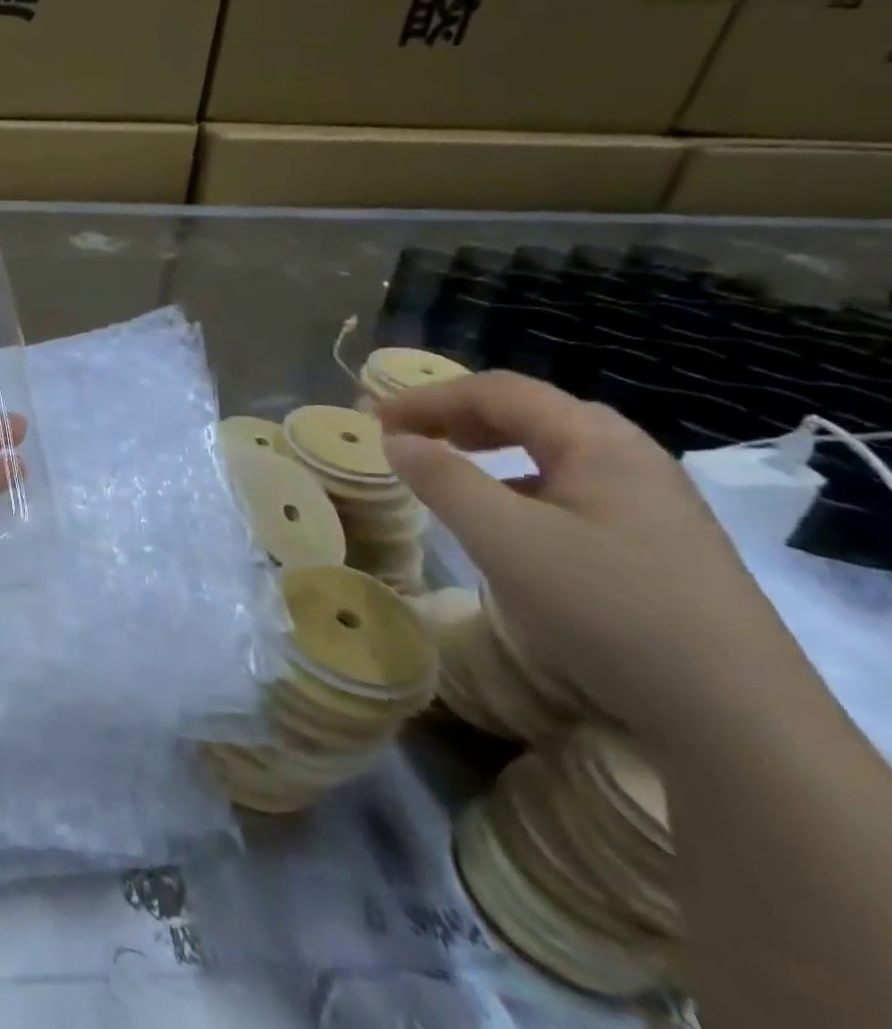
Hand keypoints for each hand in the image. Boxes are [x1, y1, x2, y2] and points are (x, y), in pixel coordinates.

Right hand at [378, 371, 798, 740]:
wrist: (736, 717)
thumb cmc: (606, 608)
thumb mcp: (505, 539)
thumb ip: (443, 479)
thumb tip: (397, 440)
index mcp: (597, 440)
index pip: (498, 391)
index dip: (428, 397)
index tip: (374, 418)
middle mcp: (629, 455)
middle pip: (528, 412)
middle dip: (456, 416)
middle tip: (403, 436)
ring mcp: (649, 499)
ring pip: (549, 449)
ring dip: (486, 447)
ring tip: (444, 465)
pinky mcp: (654, 540)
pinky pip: (568, 485)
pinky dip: (516, 481)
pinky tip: (502, 515)